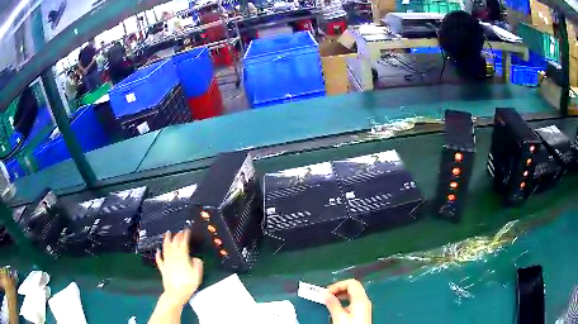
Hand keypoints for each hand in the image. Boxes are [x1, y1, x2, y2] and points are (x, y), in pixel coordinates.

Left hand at [155, 229, 202, 305]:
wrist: (176, 293)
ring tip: (167, 234)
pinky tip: (157, 250)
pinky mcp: (162, 268)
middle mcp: (173, 257)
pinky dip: (158, 254)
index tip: (186, 230)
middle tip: (178, 231)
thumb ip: (197, 264)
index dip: (185, 236)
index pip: (183, 243)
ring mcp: (167, 262)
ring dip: (166, 240)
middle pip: (174, 244)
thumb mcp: (197, 274)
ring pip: (165, 248)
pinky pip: (159, 259)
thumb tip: (195, 258)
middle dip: (176, 236)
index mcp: (182, 257)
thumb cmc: (187, 284)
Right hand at [325, 279, 371, 323]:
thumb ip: (332, 303)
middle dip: (339, 289)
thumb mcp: (338, 316)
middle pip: (353, 287)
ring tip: (330, 302)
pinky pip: (354, 301)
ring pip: (353, 294)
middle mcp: (365, 301)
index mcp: (361, 299)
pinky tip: (337, 309)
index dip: (338, 285)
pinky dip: (345, 301)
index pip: (351, 283)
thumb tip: (324, 293)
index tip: (327, 292)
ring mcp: (365, 307)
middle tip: (327, 296)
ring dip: (341, 296)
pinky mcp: (362, 312)